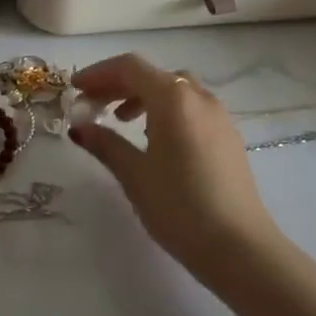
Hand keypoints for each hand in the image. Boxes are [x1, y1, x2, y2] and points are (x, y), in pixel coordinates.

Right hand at [68, 54, 279, 273]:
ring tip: (121, 121)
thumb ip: (105, 144)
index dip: (98, 74)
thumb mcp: (135, 175)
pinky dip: (166, 110)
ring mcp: (218, 116)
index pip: (130, 67)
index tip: (75, 89)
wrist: (240, 248)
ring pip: (174, 90)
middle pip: (152, 75)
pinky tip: (155, 140)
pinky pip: (191, 108)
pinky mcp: (228, 136)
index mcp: (174, 98)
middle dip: (118, 85)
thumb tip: (79, 127)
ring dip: (143, 96)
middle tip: (91, 106)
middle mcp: (199, 97)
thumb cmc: (180, 207)